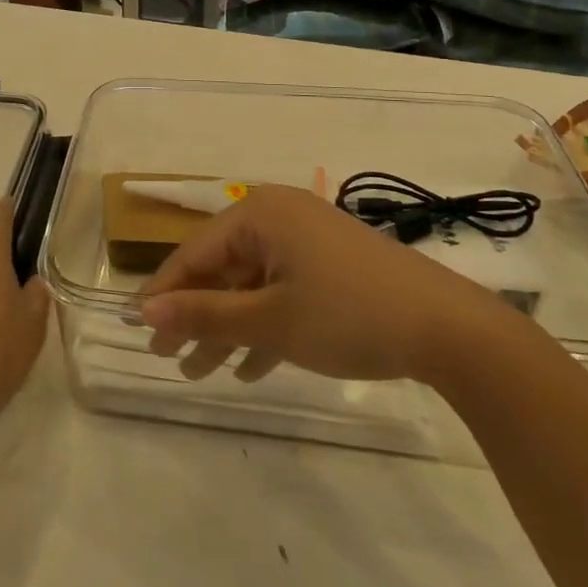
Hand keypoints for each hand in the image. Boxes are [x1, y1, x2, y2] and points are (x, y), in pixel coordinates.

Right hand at [140, 185, 508, 384]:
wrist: (452, 330)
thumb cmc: (347, 315)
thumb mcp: (268, 320)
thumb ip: (204, 314)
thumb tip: (145, 313)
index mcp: (259, 214)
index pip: (195, 252)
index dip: (164, 292)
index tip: (135, 327)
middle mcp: (280, 217)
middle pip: (222, 268)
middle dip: (196, 316)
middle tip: (166, 358)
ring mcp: (309, 241)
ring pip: (252, 285)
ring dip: (227, 328)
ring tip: (199, 372)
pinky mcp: (333, 266)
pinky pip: (283, 291)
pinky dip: (264, 326)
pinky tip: (249, 368)